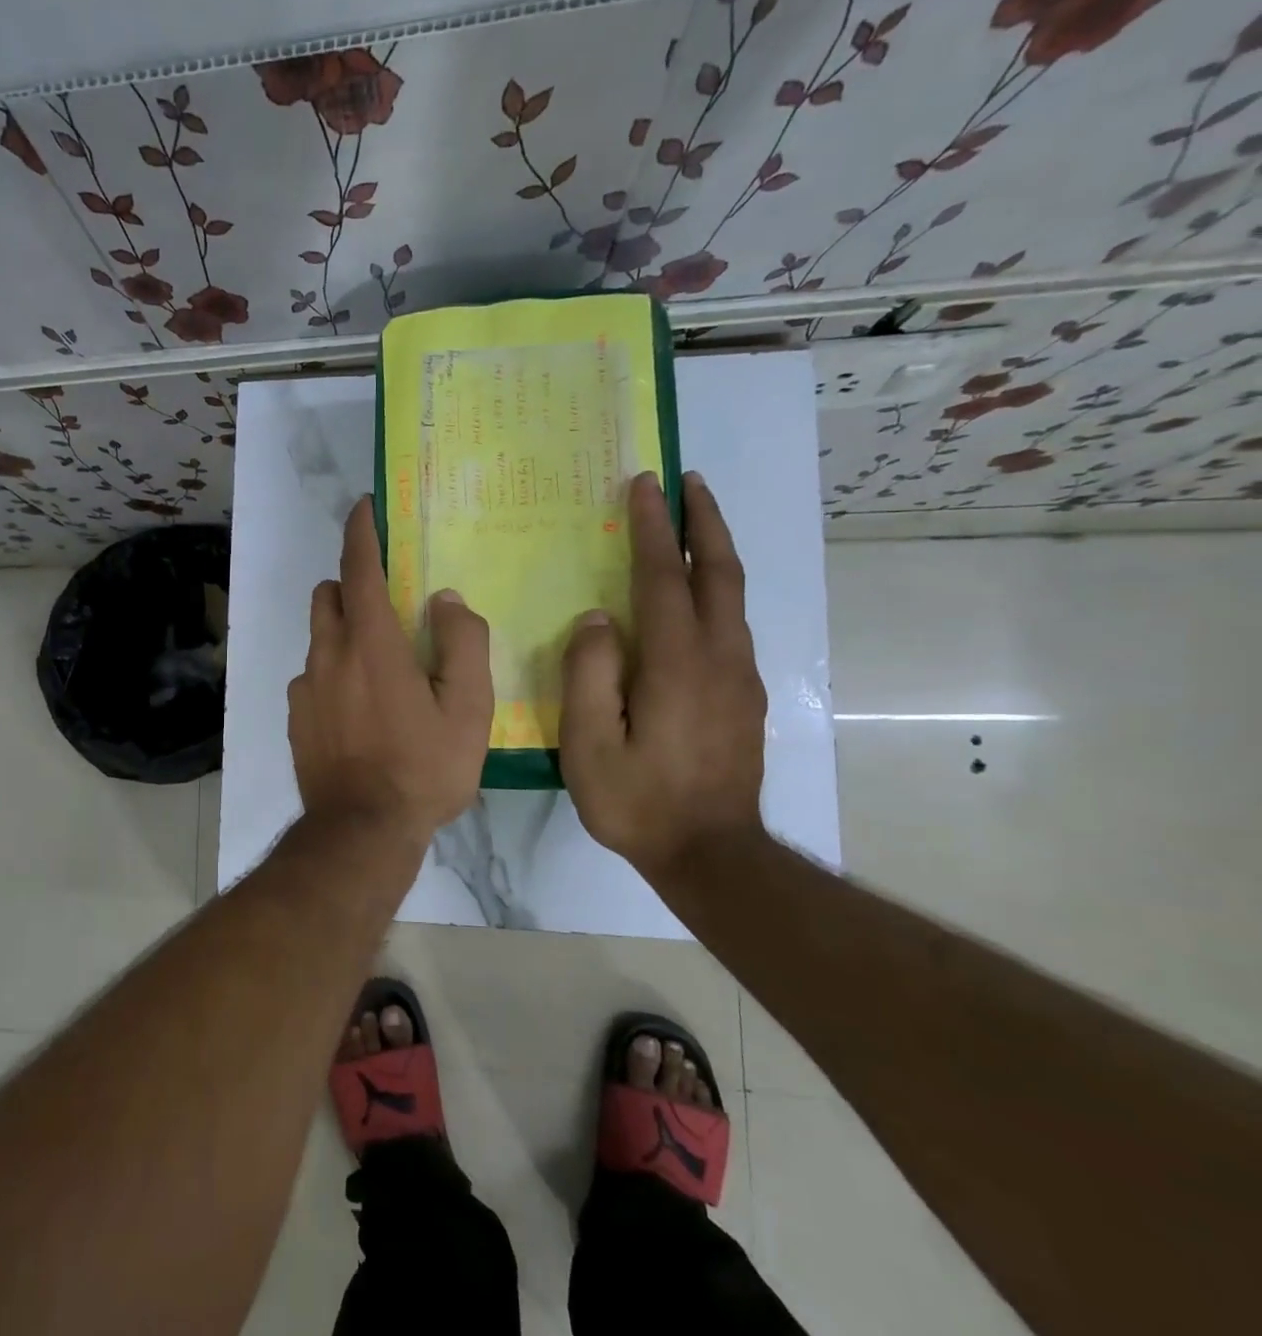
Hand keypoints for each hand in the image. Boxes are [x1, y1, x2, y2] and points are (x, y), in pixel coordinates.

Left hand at [288, 497, 491, 846]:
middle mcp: (328, 655)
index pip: (359, 568)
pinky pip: (312, 676)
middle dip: (351, 585)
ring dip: (342, 631)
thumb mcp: (468, 709)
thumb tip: (445, 601)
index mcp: (371, 644)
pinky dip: (332, 672)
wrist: (361, 831)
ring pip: (318, 637)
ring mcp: (305, 688)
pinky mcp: (296, 717)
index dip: (361, 532)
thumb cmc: (423, 769)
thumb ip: (462, 644)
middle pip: (329, 596)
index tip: (364, 507)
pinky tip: (358, 710)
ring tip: (378, 667)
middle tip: (387, 606)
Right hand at [559, 471, 767, 883]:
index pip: (663, 579)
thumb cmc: (639, 802)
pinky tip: (697, 595)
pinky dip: (716, 589)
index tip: (644, 485)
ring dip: (713, 551)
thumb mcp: (590, 745)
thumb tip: (597, 620)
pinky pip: (732, 624)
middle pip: (718, 573)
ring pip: (733, 597)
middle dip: (703, 522)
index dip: (652, 529)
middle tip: (688, 480)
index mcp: (677, 665)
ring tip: (692, 523)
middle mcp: (719, 659)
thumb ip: (589, 675)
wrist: (712, 855)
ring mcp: (740, 678)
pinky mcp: (745, 697)